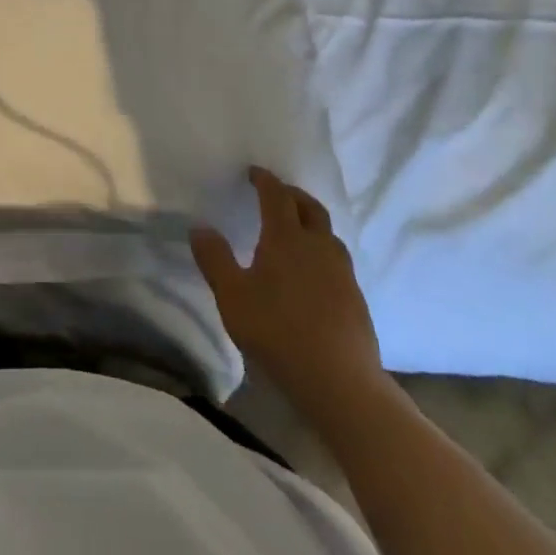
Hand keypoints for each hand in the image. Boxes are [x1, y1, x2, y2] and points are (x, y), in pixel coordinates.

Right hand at [192, 167, 385, 407]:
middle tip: (276, 194)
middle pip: (309, 206)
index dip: (264, 180)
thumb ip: (214, 259)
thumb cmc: (278, 332)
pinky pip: (337, 259)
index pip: (276, 195)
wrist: (341, 382)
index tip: (253, 172)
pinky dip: (322, 251)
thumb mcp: (232, 297)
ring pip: (327, 232)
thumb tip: (199, 227)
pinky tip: (313, 272)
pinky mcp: (356, 297)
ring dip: (311, 222)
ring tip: (296, 231)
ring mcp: (342, 270)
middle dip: (291, 194)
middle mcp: (317, 244)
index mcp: (286, 237)